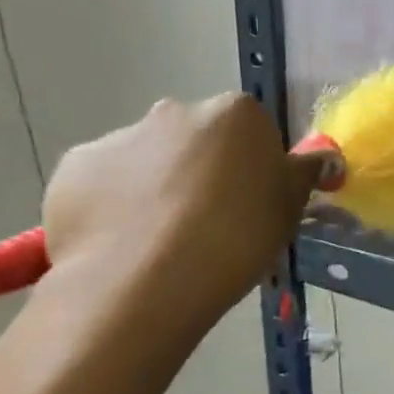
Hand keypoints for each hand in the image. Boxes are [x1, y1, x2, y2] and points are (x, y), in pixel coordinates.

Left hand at [43, 94, 322, 326]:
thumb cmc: (238, 237)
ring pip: (150, 159)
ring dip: (160, 186)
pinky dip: (117, 204)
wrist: (145, 281)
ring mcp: (119, 137)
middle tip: (215, 221)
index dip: (257, 166)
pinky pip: (106, 183)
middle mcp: (175, 112)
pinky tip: (127, 242)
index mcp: (236, 114)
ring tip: (166, 240)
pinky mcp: (73, 169)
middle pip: (199, 138)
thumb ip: (304, 173)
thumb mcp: (291, 207)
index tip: (257, 201)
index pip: (254, 130)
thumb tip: (321, 157)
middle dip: (205, 168)